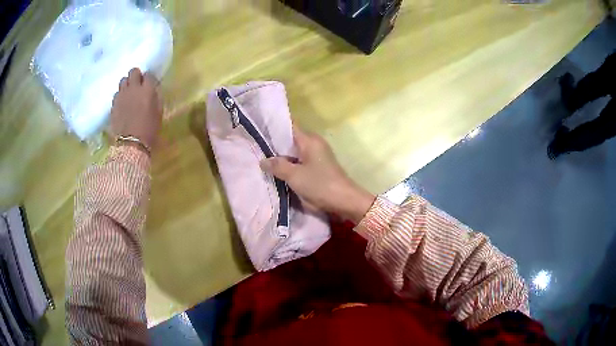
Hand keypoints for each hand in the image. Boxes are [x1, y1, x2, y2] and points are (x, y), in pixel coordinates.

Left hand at [110, 68, 162, 150]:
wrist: (131, 145)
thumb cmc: (149, 130)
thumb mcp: (158, 112)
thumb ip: (156, 97)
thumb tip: (153, 89)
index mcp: (148, 89)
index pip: (148, 74)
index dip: (149, 79)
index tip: (149, 85)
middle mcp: (134, 88)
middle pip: (133, 71)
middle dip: (136, 76)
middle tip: (138, 85)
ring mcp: (122, 95)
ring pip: (123, 80)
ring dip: (127, 84)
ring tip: (129, 93)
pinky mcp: (114, 104)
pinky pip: (117, 93)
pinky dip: (120, 95)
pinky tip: (122, 103)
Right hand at [260, 127, 374, 223]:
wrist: (344, 202)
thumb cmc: (320, 185)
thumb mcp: (294, 176)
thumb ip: (277, 166)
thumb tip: (263, 160)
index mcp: (309, 140)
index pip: (289, 126)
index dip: (273, 127)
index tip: (258, 130)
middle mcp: (313, 144)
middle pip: (290, 140)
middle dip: (274, 145)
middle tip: (255, 148)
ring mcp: (316, 156)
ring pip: (293, 153)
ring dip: (281, 157)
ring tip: (261, 159)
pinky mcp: (317, 168)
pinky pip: (299, 163)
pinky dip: (289, 166)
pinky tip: (275, 171)